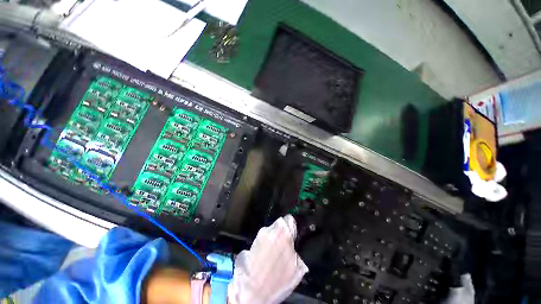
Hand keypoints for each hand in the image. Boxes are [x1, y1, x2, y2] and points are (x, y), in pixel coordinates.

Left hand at [228, 215, 308, 303]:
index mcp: (283, 232)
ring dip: (273, 240)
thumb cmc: (278, 280)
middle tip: (283, 247)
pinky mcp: (251, 241)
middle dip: (282, 234)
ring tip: (273, 254)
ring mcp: (259, 235)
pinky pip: (262, 240)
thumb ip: (297, 250)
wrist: (251, 291)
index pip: (290, 219)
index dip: (292, 227)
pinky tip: (264, 257)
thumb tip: (296, 245)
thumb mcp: (296, 268)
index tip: (293, 234)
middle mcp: (270, 229)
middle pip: (279, 225)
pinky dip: (264, 245)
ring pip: (270, 233)